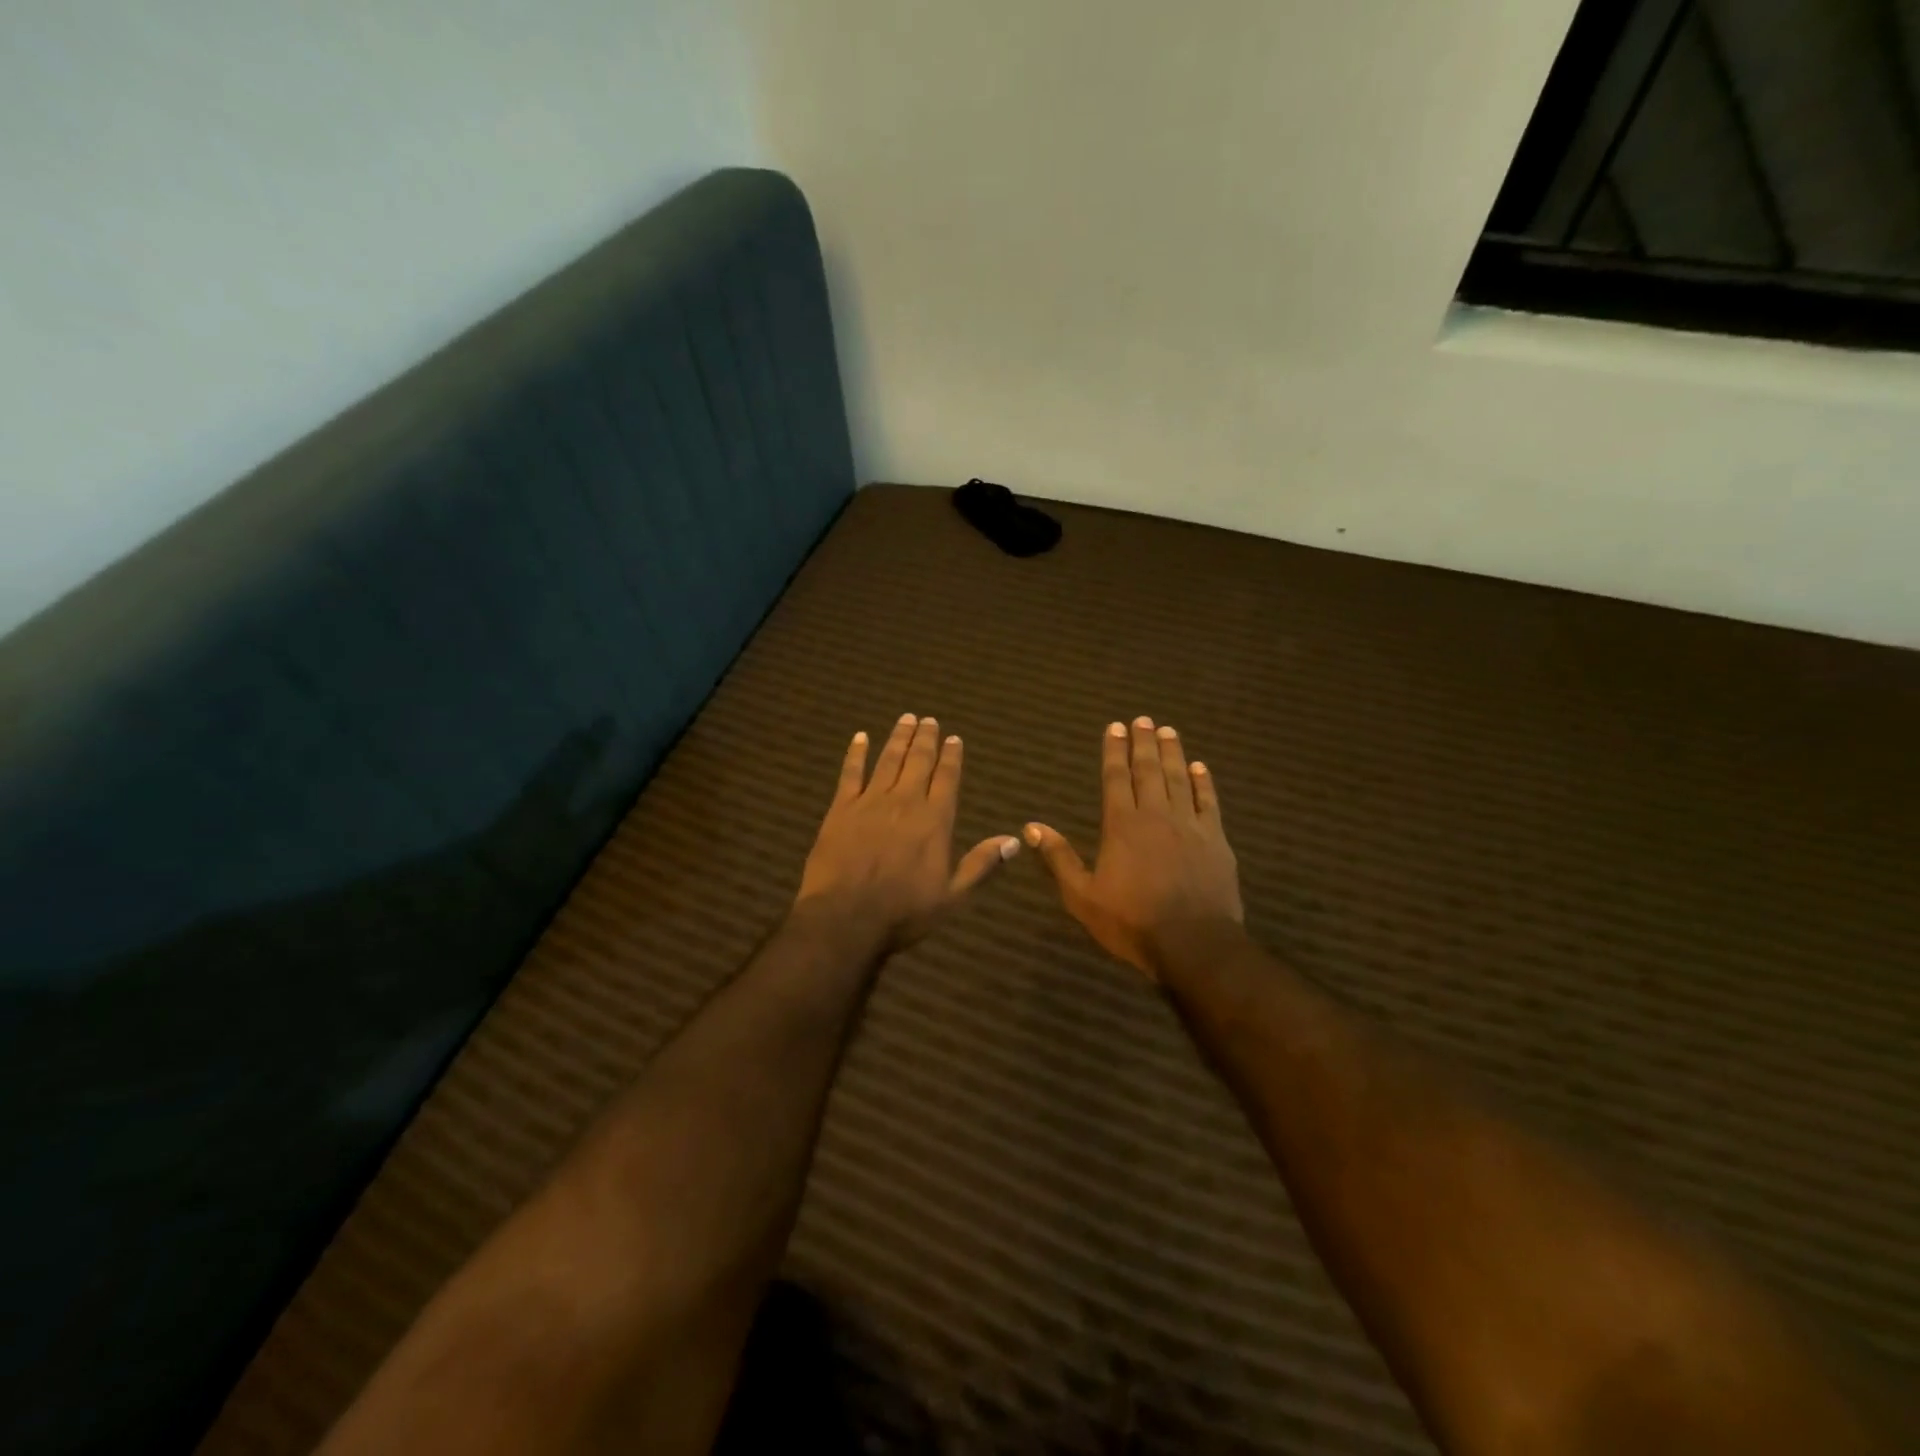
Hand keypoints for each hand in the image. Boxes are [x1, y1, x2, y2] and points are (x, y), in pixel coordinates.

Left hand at [796, 713, 1020, 948]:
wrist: (846, 917)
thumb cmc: (904, 911)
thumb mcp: (953, 895)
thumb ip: (981, 864)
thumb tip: (1014, 840)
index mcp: (935, 820)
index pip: (947, 778)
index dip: (952, 756)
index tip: (954, 738)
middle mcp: (905, 801)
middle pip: (918, 761)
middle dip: (926, 738)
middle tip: (929, 720)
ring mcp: (871, 802)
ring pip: (888, 760)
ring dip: (898, 738)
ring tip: (905, 719)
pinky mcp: (841, 809)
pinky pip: (850, 773)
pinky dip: (856, 753)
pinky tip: (860, 737)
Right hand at [1025, 717, 1242, 980]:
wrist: (1194, 944)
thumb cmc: (1132, 922)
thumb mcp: (1082, 896)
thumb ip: (1059, 859)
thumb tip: (1031, 827)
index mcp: (1121, 825)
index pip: (1115, 778)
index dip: (1114, 751)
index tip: (1116, 727)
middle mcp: (1155, 815)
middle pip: (1148, 770)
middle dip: (1143, 743)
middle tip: (1143, 719)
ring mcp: (1190, 825)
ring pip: (1179, 779)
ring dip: (1172, 753)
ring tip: (1168, 731)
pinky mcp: (1216, 840)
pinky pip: (1209, 802)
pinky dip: (1204, 783)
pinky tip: (1200, 768)